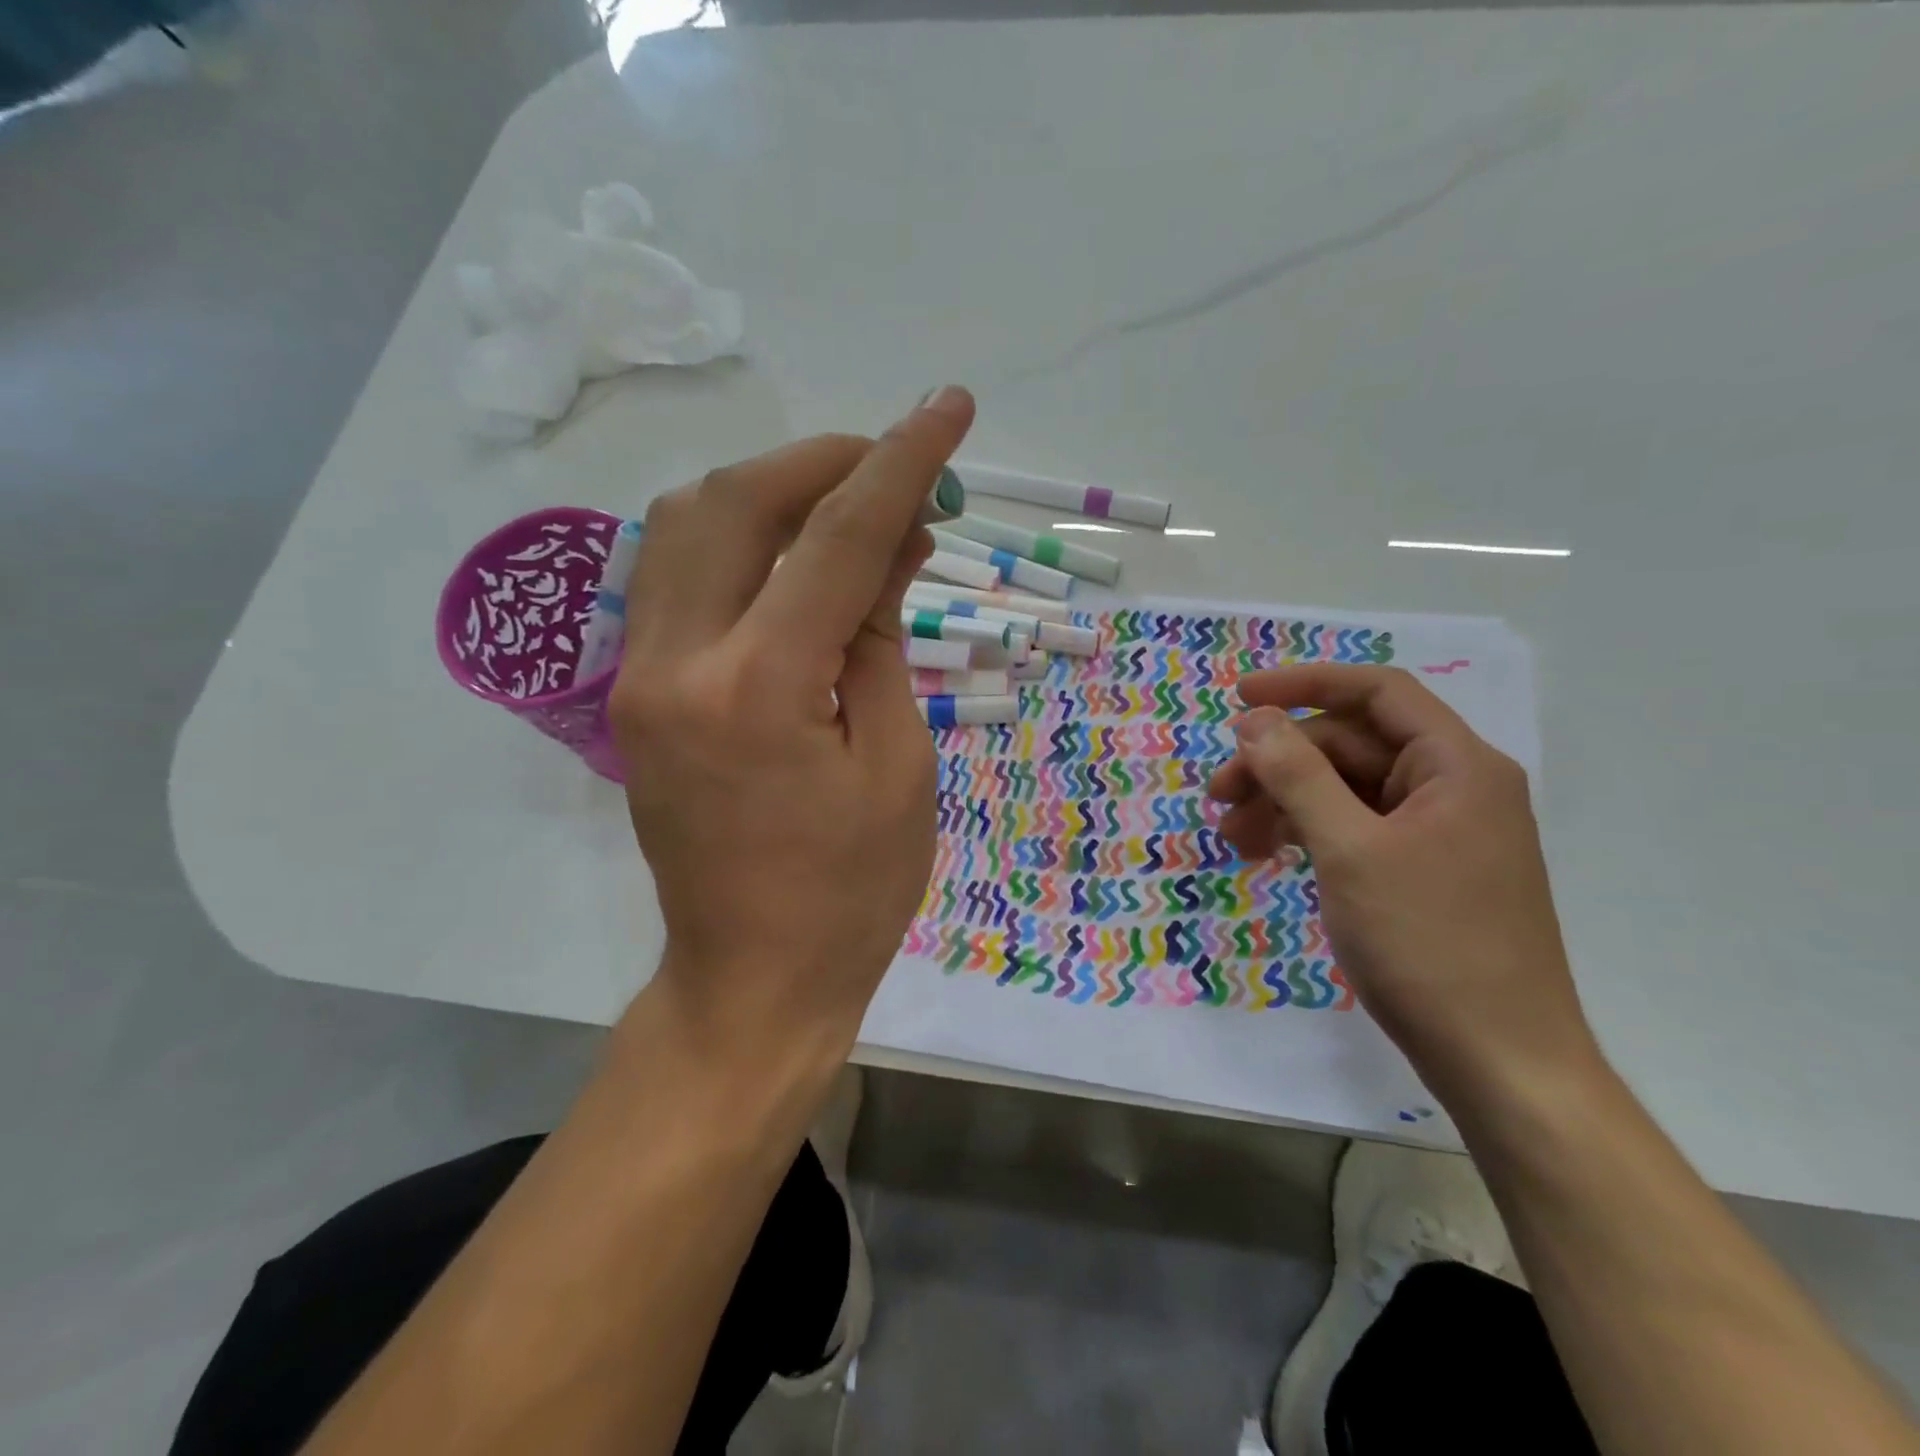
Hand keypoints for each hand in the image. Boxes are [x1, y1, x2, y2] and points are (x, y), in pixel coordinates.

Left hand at [609, 390, 974, 1053]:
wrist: (752, 979)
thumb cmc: (852, 892)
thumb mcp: (899, 762)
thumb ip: (883, 638)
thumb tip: (890, 545)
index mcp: (758, 687)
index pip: (836, 538)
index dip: (901, 463)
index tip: (948, 408)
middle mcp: (676, 661)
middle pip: (736, 501)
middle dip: (825, 462)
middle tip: (896, 466)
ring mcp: (640, 675)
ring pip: (687, 524)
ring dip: (772, 491)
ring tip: (848, 505)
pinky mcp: (635, 693)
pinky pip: (676, 575)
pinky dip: (737, 540)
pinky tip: (792, 557)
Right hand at [1207, 665, 1599, 1102]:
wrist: (1499, 1062)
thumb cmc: (1428, 944)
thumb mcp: (1351, 851)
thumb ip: (1298, 775)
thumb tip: (1253, 720)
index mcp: (1457, 766)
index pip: (1376, 692)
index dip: (1304, 684)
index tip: (1239, 698)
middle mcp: (1452, 787)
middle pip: (1351, 745)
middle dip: (1279, 763)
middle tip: (1218, 797)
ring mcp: (1437, 832)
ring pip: (1345, 790)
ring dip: (1284, 801)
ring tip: (1232, 837)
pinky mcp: (1421, 871)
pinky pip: (1354, 828)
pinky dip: (1308, 833)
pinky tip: (1268, 854)